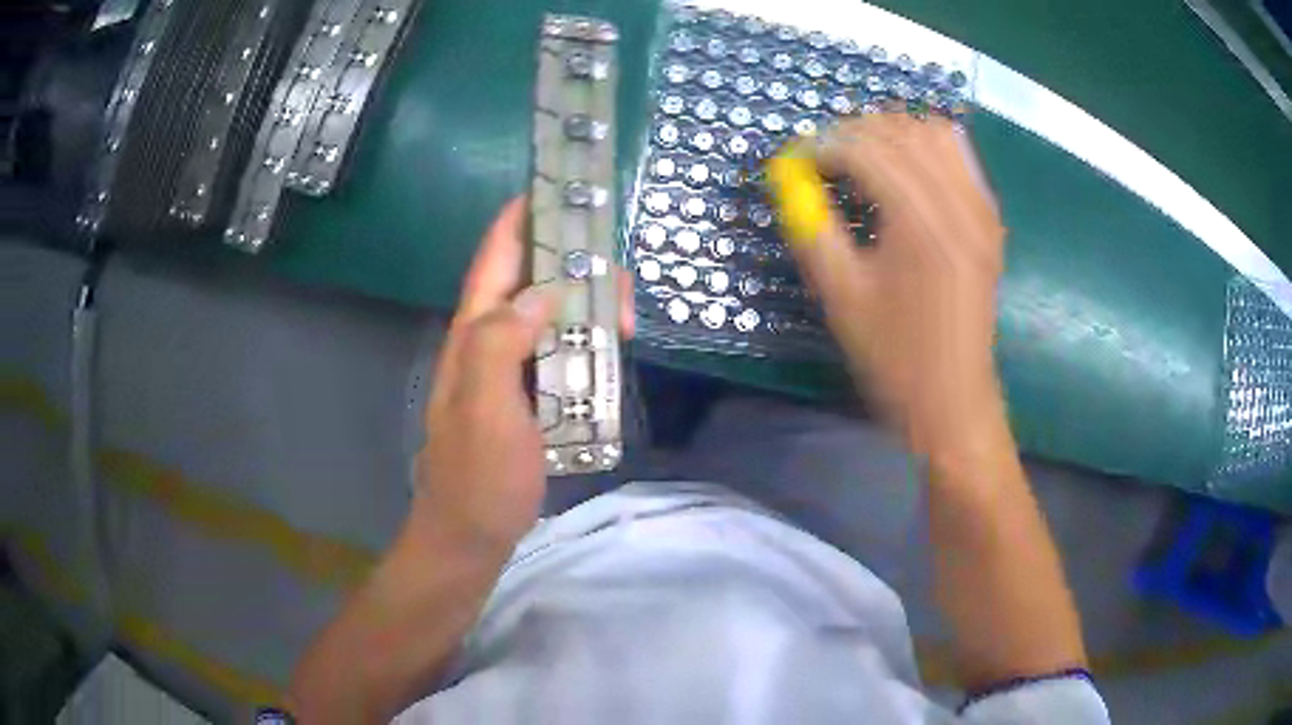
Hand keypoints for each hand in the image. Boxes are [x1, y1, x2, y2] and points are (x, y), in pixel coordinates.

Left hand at [411, 197, 633, 553]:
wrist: (470, 535)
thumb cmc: (477, 476)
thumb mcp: (486, 410)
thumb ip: (501, 345)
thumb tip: (539, 292)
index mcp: (474, 335)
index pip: (495, 261)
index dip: (519, 220)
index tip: (552, 188)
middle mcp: (490, 343)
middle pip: (531, 284)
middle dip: (574, 269)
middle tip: (619, 282)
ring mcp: (510, 373)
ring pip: (550, 319)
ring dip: (586, 309)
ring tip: (624, 318)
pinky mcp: (528, 399)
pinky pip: (560, 355)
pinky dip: (586, 344)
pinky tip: (610, 352)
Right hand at [791, 114, 1007, 457]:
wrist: (953, 398)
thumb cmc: (893, 356)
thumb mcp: (840, 295)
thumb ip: (811, 226)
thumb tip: (787, 178)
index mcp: (919, 223)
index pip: (865, 150)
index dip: (821, 147)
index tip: (793, 160)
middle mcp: (957, 203)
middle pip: (900, 131)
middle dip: (853, 132)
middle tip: (822, 158)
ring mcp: (980, 208)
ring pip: (934, 133)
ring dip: (891, 132)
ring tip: (862, 156)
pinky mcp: (989, 219)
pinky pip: (960, 156)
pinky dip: (926, 146)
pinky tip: (905, 168)